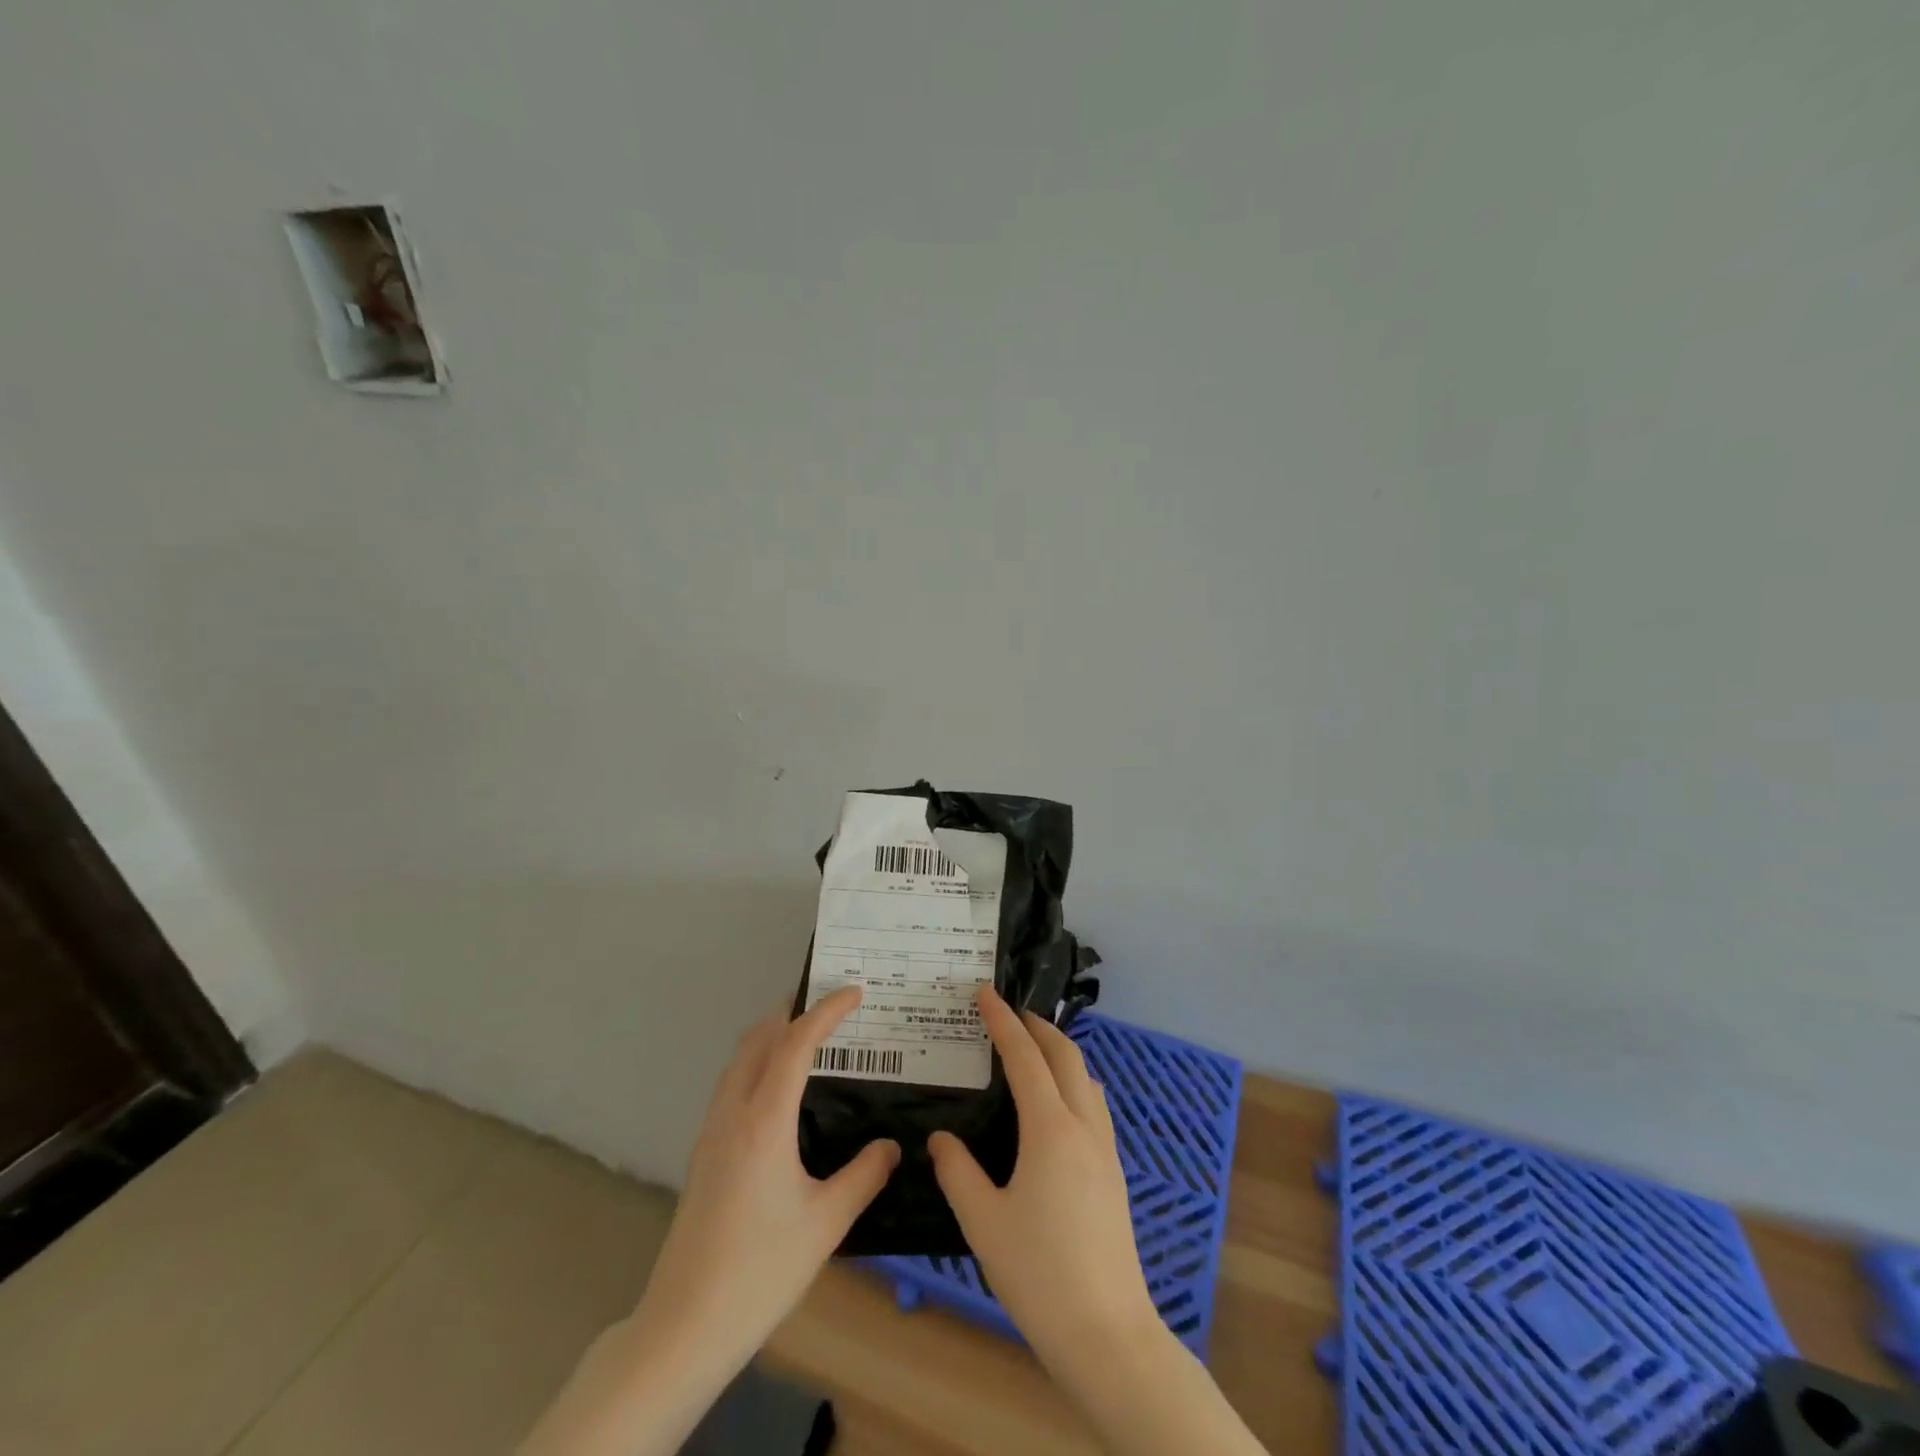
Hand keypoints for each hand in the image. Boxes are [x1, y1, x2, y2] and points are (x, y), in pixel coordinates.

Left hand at [633, 986, 900, 1374]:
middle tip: (831, 1006)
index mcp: (764, 1120)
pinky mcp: (702, 1153)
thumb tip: (891, 1145)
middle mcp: (732, 1114)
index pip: (796, 1042)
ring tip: (808, 1038)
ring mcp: (711, 1132)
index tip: (856, 992)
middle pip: (758, 1038)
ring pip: (739, 1060)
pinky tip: (778, 1092)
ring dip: (772, 1035)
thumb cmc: (760, 1271)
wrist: (683, 1326)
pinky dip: (758, 1063)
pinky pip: (731, 1085)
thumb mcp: (826, 1223)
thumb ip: (864, 1175)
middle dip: (793, 1011)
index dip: (827, 1010)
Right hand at [927, 987, 1160, 1370]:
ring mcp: (1105, 1149)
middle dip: (1037, 1026)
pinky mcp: (1114, 1172)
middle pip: (1065, 1056)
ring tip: (1032, 1050)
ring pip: (1086, 1078)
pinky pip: (1094, 1105)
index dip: (1003, 1021)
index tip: (985, 993)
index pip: (1025, 1057)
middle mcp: (1083, 1127)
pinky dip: (1073, 1081)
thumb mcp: (983, 1221)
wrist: (1107, 1332)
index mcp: (1051, 1129)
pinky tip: (1058, 1104)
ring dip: (1060, 1052)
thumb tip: (941, 1139)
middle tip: (1009, 1012)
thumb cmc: (1039, 1273)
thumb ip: (958, 1171)